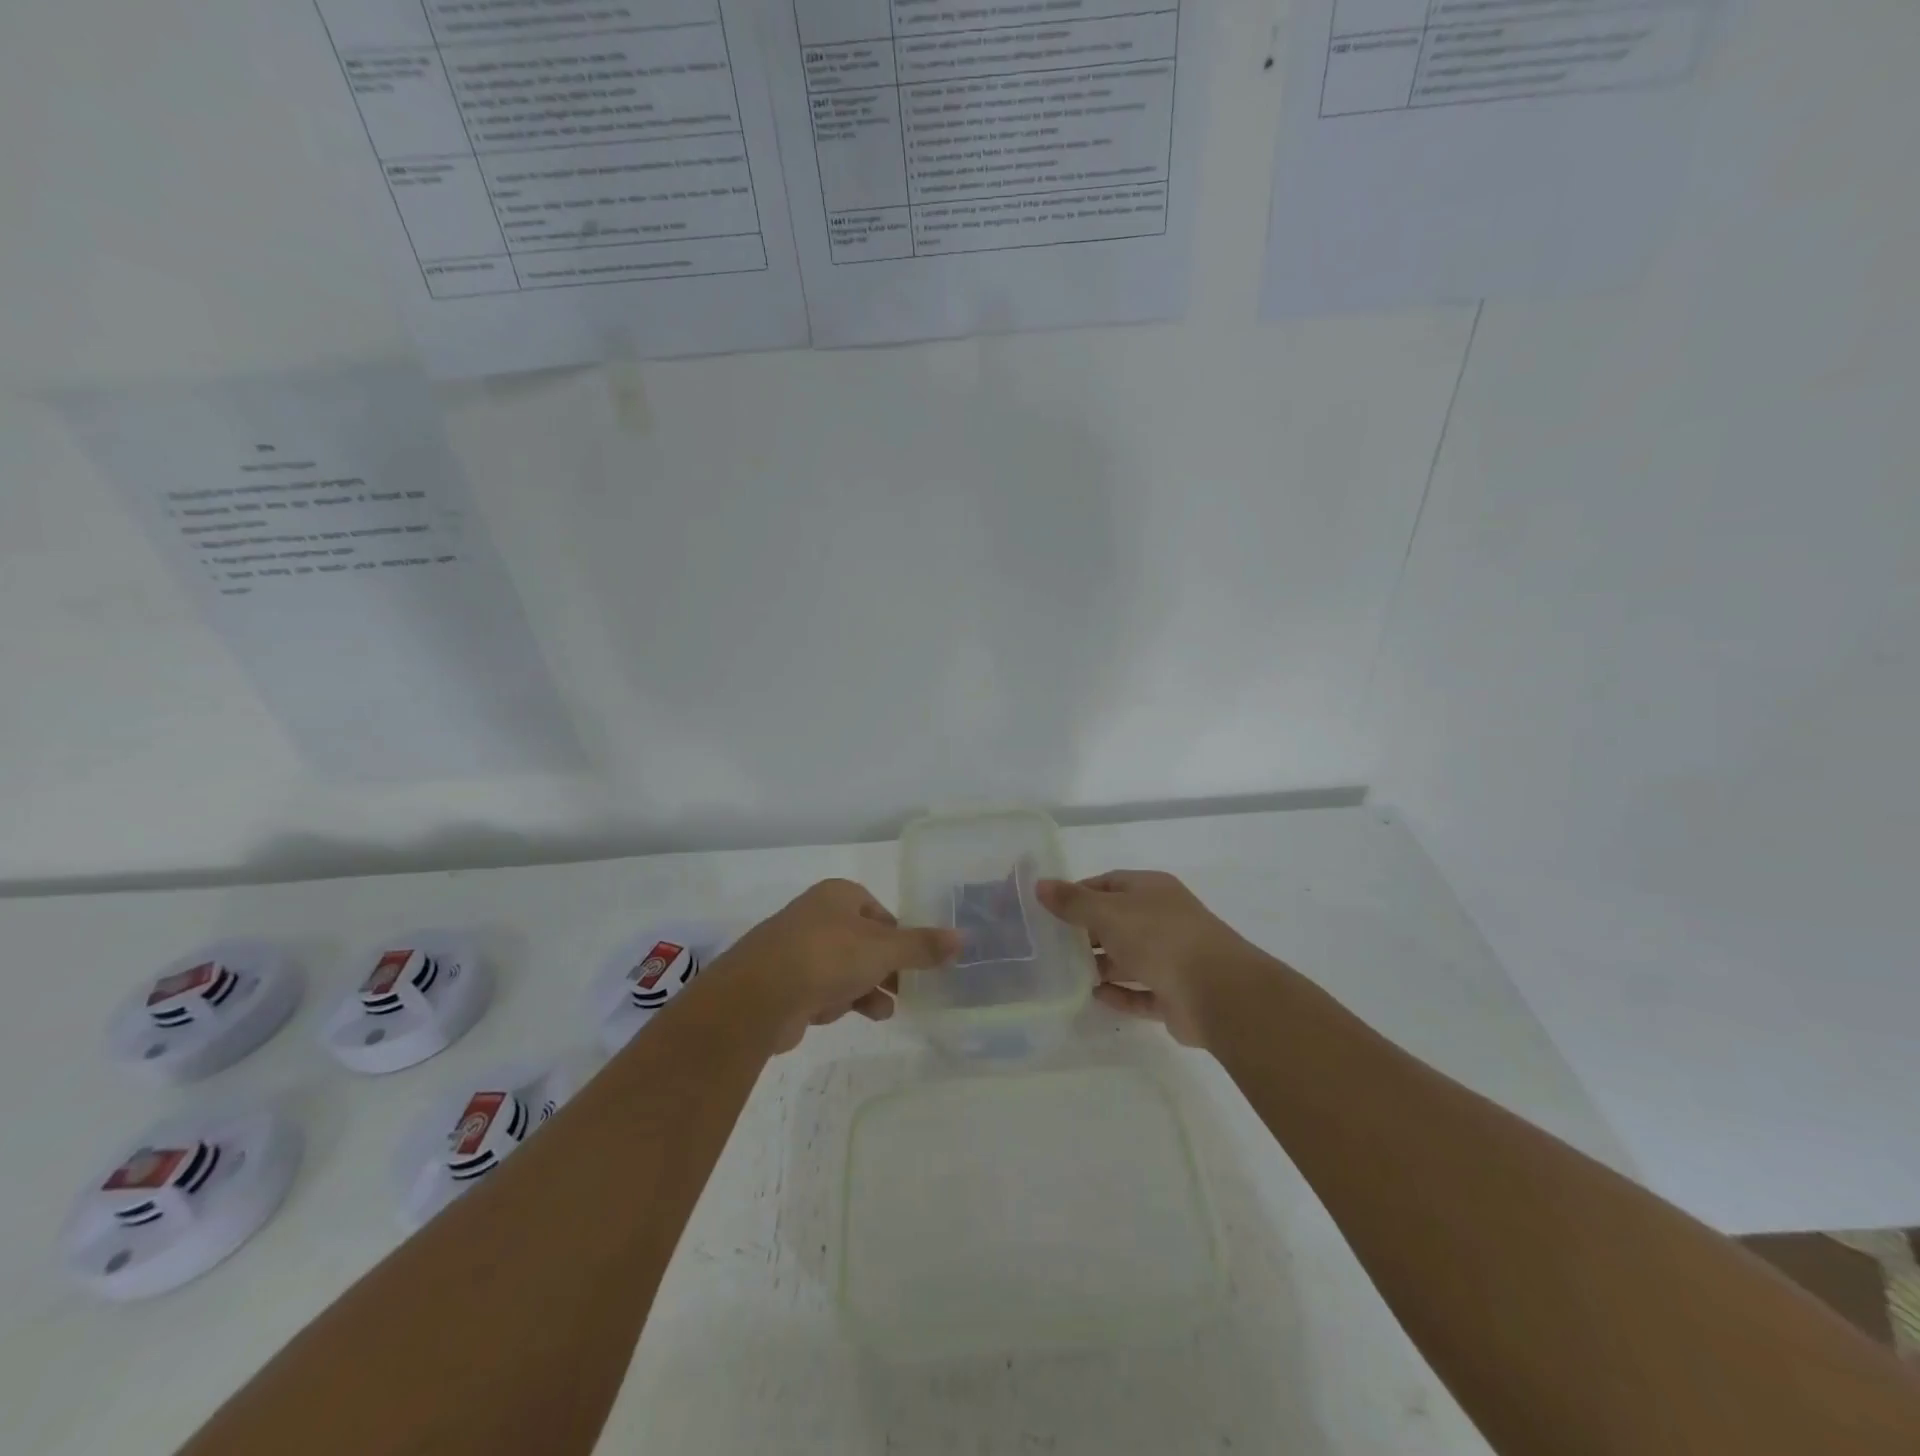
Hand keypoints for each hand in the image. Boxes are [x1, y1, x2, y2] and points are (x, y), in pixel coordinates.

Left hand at [719, 879, 958, 1051]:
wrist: (758, 997)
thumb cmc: (827, 957)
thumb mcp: (883, 949)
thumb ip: (922, 946)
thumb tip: (962, 937)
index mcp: (838, 896)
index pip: (880, 912)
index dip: (900, 936)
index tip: (916, 961)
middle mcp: (817, 916)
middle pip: (863, 942)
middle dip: (886, 967)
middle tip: (908, 988)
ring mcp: (798, 950)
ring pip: (845, 968)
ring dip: (868, 988)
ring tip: (886, 1010)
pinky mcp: (786, 984)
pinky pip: (824, 989)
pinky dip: (842, 1001)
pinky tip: (856, 1016)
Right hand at [1036, 870, 1262, 1046]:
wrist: (1218, 992)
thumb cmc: (1159, 938)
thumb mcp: (1108, 912)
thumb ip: (1073, 902)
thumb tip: (1040, 885)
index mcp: (1151, 890)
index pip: (1108, 883)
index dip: (1078, 893)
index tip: (1049, 909)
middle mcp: (1162, 919)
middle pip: (1117, 921)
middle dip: (1086, 932)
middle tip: (1051, 945)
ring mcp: (1172, 957)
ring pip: (1129, 958)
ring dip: (1101, 964)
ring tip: (1065, 973)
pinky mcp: (1175, 994)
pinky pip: (1140, 991)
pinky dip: (1119, 993)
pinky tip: (1093, 996)